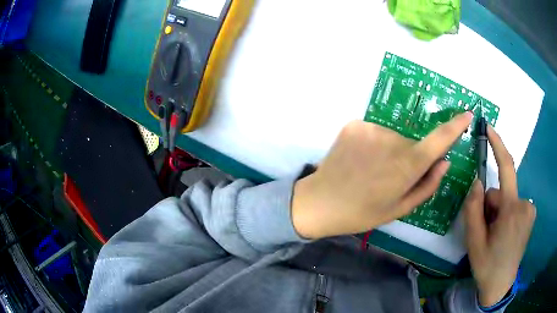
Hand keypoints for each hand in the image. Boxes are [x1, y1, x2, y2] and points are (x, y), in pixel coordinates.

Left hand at [292, 112, 473, 239]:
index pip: (439, 139)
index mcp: (407, 165)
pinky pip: (375, 132)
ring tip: (370, 170)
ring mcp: (371, 129)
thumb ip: (427, 185)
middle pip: (412, 143)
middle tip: (388, 177)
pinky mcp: (354, 124)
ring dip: (389, 151)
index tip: (466, 114)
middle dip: (408, 157)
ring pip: (393, 137)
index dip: (455, 126)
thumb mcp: (400, 208)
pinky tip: (359, 160)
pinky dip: (373, 144)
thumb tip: (444, 161)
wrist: (320, 203)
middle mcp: (392, 141)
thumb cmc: (362, 213)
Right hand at [463, 126, 535, 306]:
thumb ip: (473, 209)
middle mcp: (525, 204)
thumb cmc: (487, 265)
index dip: (498, 145)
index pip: (507, 168)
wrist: (500, 285)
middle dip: (489, 205)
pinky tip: (503, 232)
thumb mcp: (474, 241)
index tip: (489, 127)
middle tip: (484, 229)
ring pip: (507, 199)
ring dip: (497, 211)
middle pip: (501, 192)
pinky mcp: (530, 214)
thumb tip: (477, 182)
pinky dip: (506, 214)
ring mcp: (529, 210)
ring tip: (493, 234)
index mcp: (511, 210)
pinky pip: (514, 205)